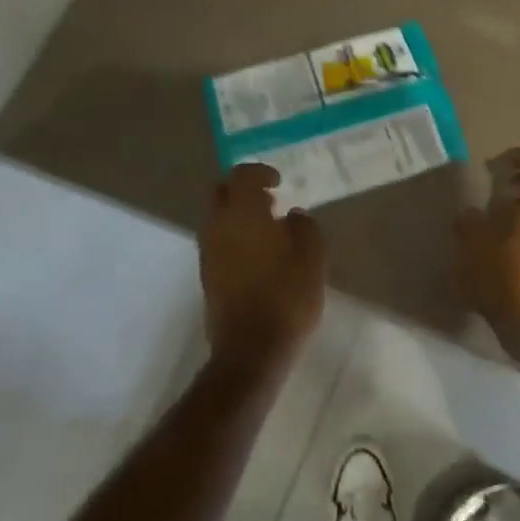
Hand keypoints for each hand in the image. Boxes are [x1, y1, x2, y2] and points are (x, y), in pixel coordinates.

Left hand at [200, 164, 325, 366]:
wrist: (252, 348)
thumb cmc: (287, 295)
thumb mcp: (312, 257)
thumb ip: (304, 227)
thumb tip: (293, 215)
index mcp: (243, 213)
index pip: (242, 176)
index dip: (260, 173)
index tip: (279, 181)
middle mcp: (218, 226)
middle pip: (220, 193)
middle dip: (241, 190)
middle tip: (268, 200)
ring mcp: (208, 252)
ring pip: (216, 218)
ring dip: (237, 215)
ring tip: (268, 229)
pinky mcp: (207, 275)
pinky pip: (217, 242)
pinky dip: (234, 237)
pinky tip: (259, 254)